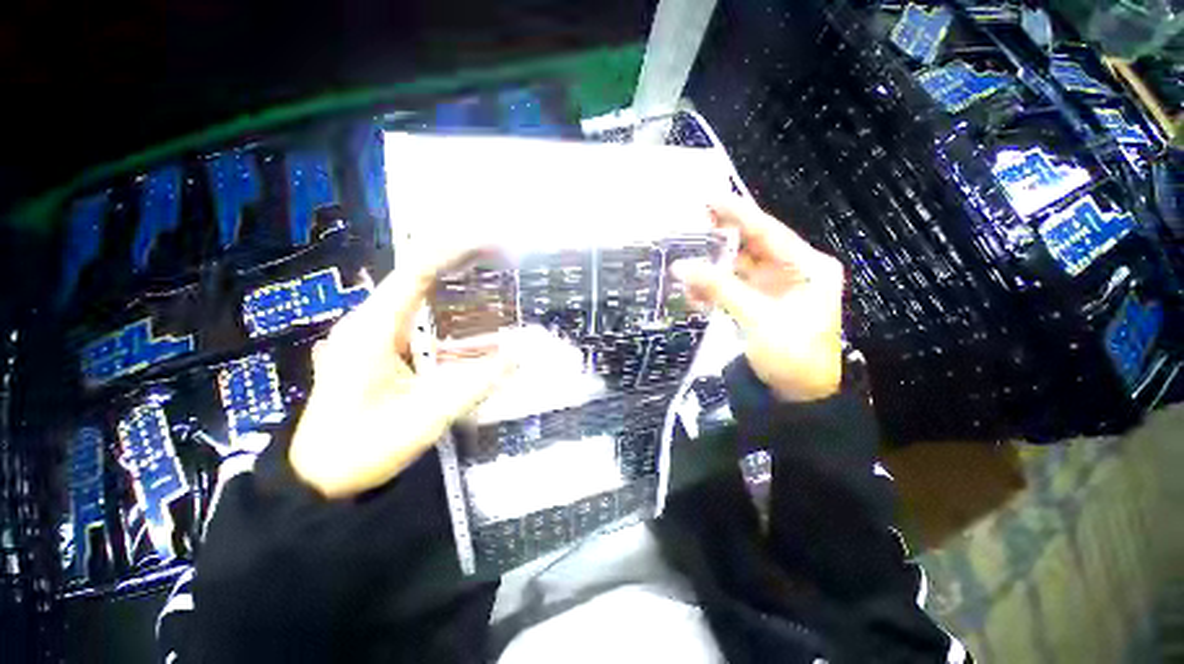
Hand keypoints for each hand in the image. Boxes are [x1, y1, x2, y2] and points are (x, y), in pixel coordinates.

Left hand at [290, 248, 518, 498]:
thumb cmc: (364, 447)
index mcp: (373, 329)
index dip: (454, 251)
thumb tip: (519, 357)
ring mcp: (370, 333)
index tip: (492, 241)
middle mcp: (369, 321)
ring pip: (415, 293)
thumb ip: (476, 384)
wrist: (319, 478)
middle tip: (501, 255)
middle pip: (417, 276)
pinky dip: (443, 305)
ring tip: (490, 272)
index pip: (417, 272)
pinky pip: (414, 314)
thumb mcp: (426, 417)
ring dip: (451, 280)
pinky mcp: (376, 347)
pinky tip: (465, 309)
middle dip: (459, 260)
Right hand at [672, 200, 844, 401]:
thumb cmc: (791, 354)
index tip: (710, 198)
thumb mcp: (757, 317)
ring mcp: (773, 288)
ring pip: (737, 269)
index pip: (768, 232)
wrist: (797, 395)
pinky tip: (694, 293)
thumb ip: (719, 288)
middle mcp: (792, 271)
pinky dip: (713, 290)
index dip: (738, 214)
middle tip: (690, 227)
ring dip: (712, 270)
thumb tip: (681, 265)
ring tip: (683, 266)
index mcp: (807, 267)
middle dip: (721, 240)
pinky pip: (732, 289)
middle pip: (751, 248)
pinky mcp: (758, 304)